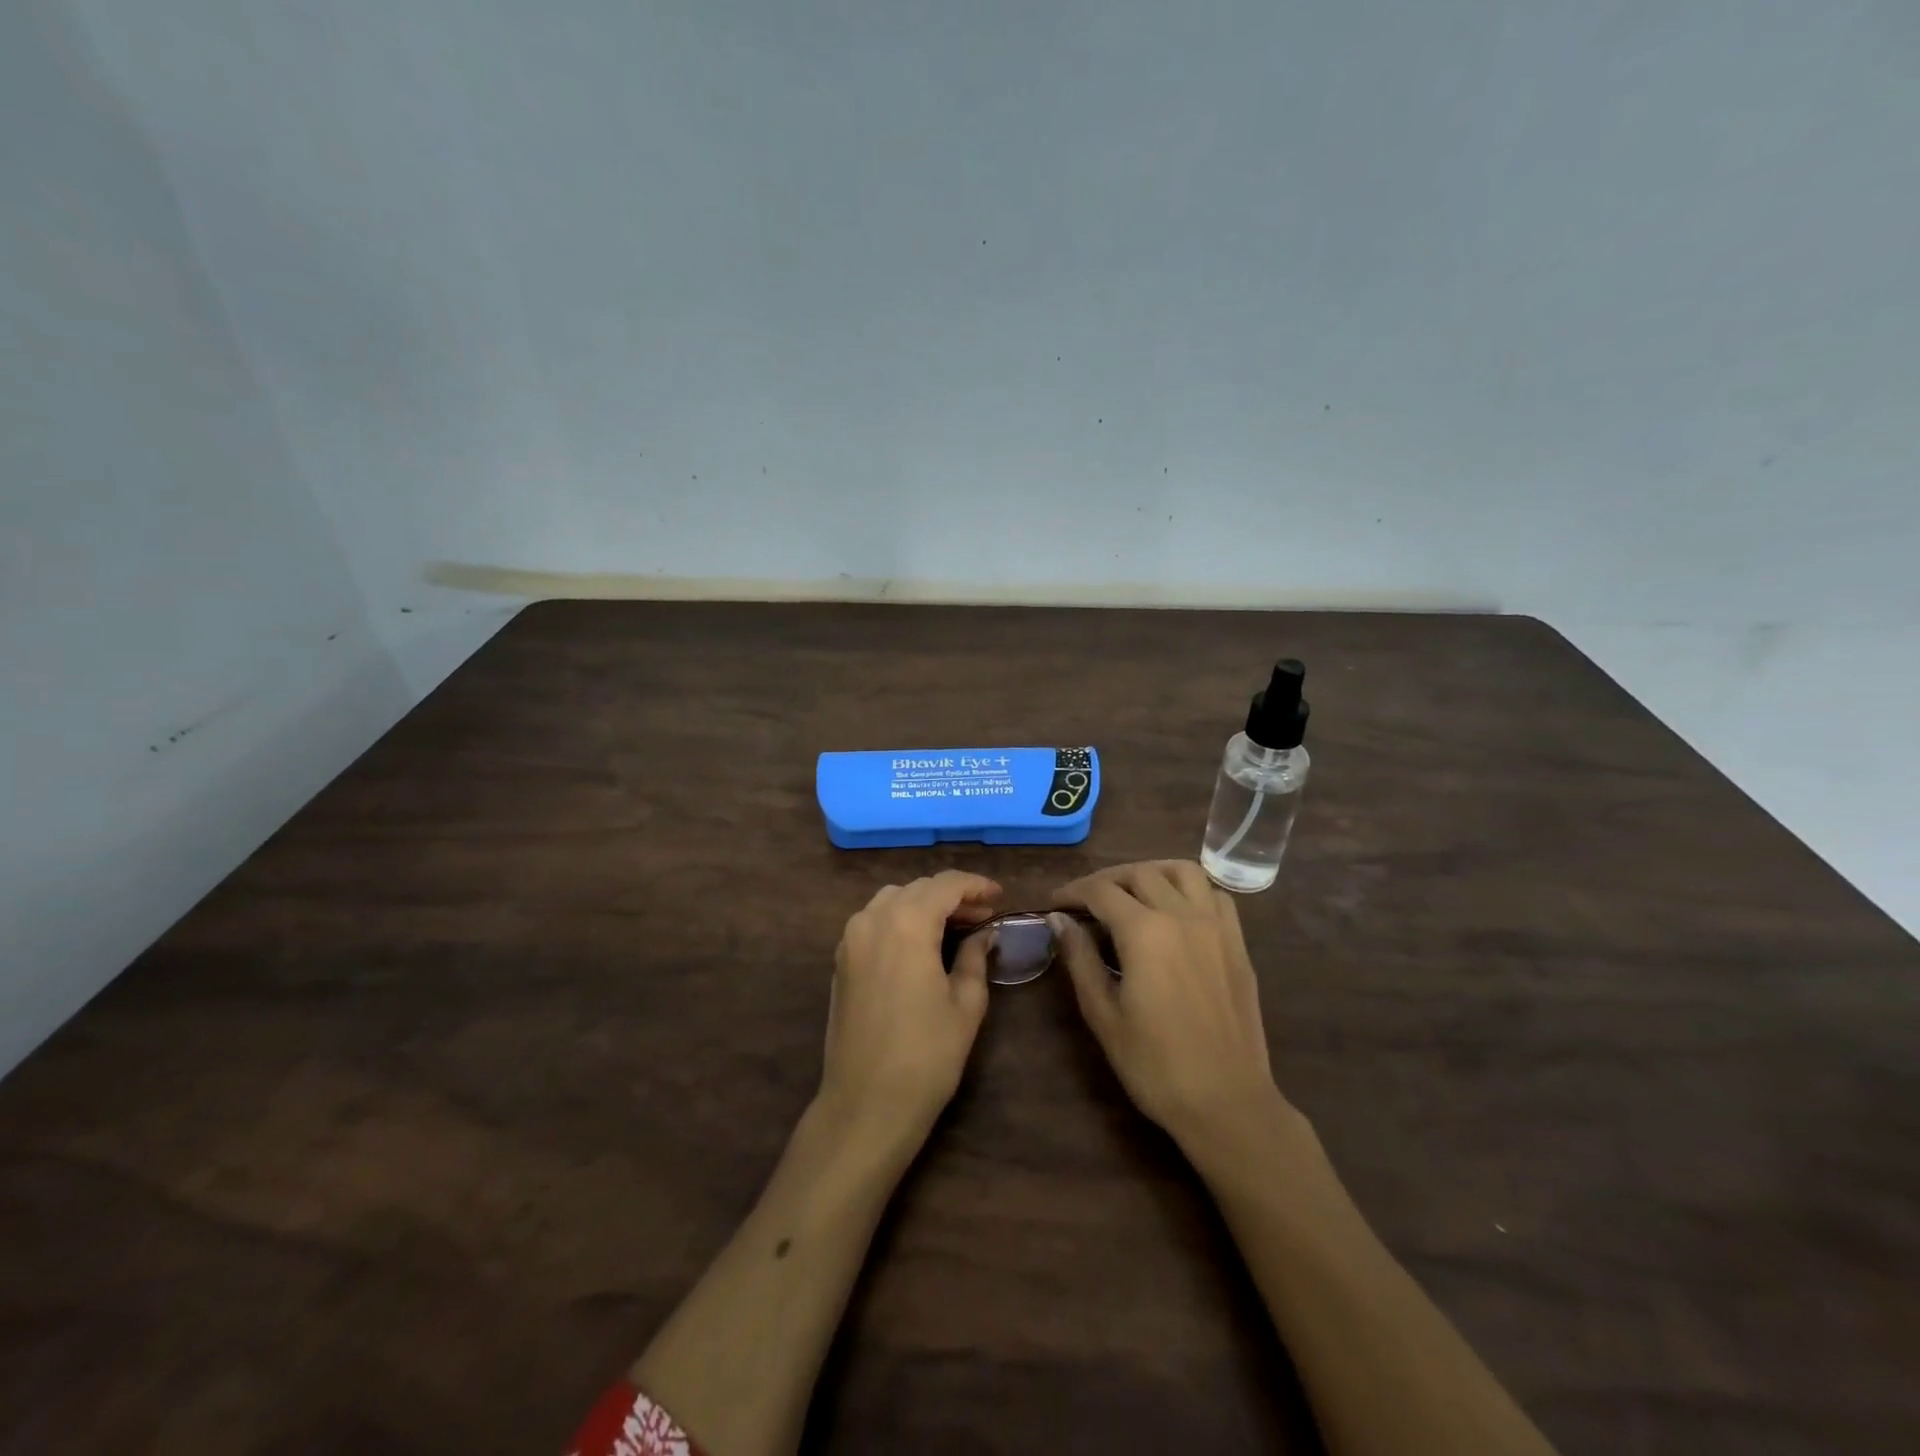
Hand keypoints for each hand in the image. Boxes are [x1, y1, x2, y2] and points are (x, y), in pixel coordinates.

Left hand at [820, 870, 999, 1142]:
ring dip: (924, 904)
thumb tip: (985, 933)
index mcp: (907, 923)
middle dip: (952, 895)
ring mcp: (851, 938)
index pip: (945, 885)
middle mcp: (873, 919)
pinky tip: (921, 942)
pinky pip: (873, 920)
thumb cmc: (927, 1055)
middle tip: (983, 915)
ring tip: (954, 926)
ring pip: (892, 900)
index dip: (975, 885)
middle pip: (918, 889)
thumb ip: (976, 957)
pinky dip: (900, 918)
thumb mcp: (965, 1004)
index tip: (999, 896)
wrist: (866, 1103)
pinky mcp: (841, 960)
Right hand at [1050, 861, 1289, 1147]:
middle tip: (1085, 901)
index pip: (1100, 891)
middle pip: (1139, 873)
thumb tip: (1059, 920)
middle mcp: (1182, 915)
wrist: (1226, 1101)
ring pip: (1182, 870)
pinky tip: (1175, 910)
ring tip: (1131, 892)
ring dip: (1151, 872)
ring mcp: (1216, 926)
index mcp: (1145, 932)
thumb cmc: (1154, 1064)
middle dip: (1105, 880)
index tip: (1054, 903)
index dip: (1072, 892)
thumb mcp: (1103, 1014)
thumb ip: (1080, 958)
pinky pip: (1214, 894)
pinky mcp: (1237, 943)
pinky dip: (1190, 888)